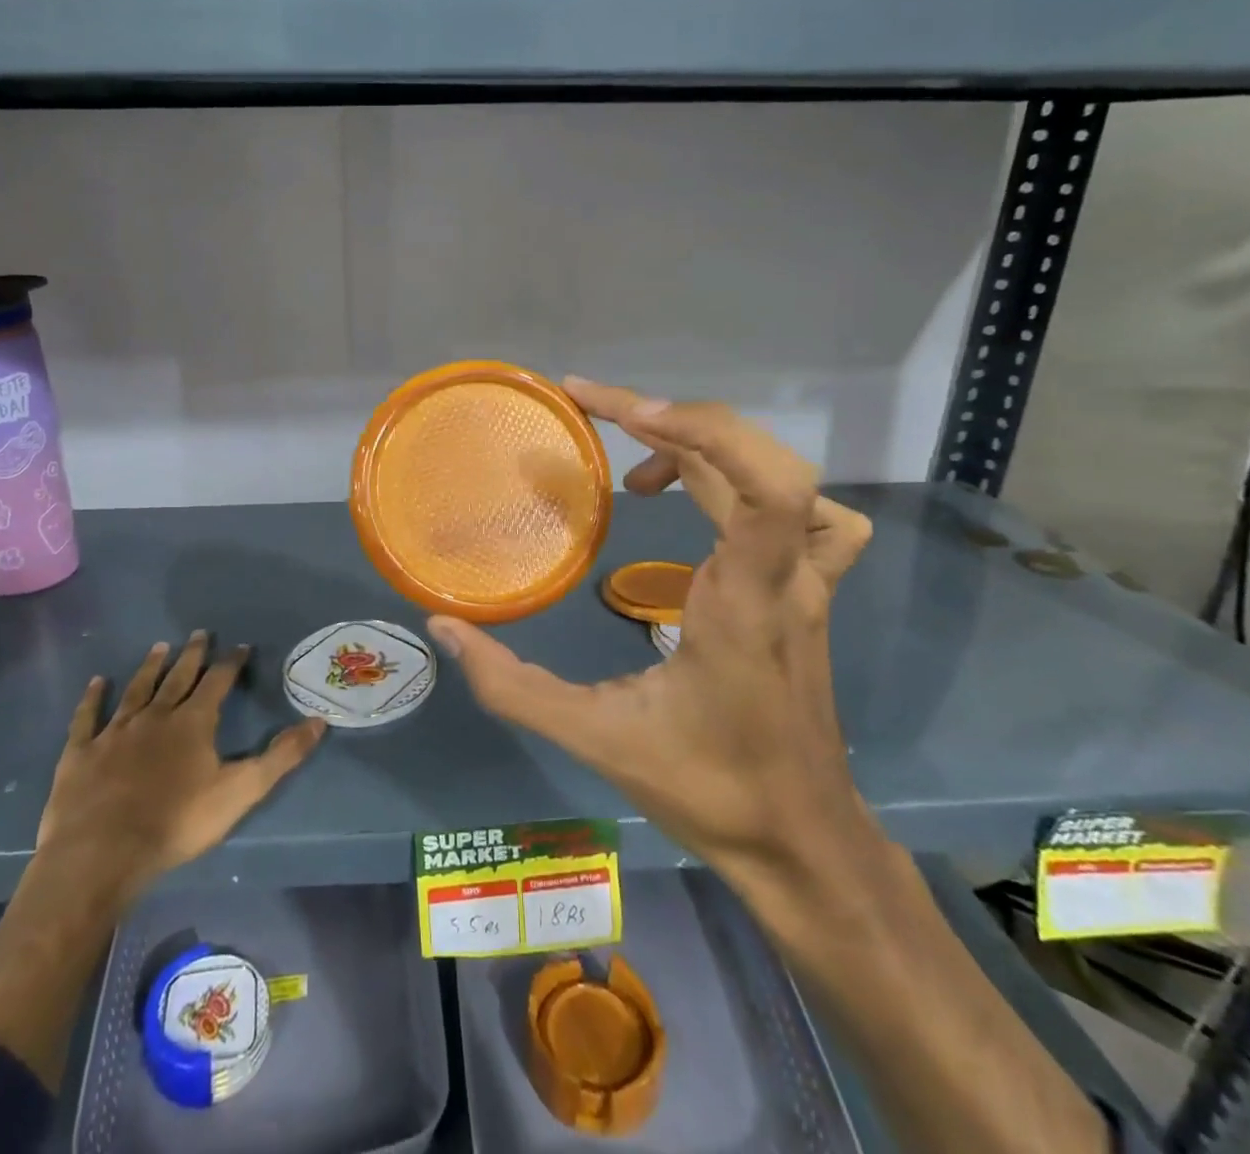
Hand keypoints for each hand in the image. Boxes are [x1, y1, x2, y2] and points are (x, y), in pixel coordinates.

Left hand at [35, 631, 326, 900]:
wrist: (101, 854)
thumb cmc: (177, 822)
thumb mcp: (241, 790)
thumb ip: (281, 756)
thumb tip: (319, 721)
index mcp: (193, 722)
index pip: (217, 681)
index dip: (231, 662)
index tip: (241, 646)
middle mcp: (155, 716)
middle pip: (177, 677)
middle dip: (191, 655)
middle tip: (199, 633)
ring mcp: (114, 732)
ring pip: (136, 690)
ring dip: (149, 667)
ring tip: (159, 646)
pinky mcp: (81, 753)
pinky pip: (87, 717)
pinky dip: (93, 698)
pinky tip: (96, 682)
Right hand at [428, 378, 874, 877]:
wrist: (802, 840)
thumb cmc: (709, 789)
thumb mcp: (596, 739)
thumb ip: (512, 686)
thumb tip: (444, 628)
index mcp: (745, 603)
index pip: (769, 490)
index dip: (703, 431)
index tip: (626, 414)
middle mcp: (785, 578)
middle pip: (760, 463)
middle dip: (673, 420)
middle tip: (594, 410)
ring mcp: (806, 584)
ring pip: (785, 479)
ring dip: (710, 449)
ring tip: (640, 472)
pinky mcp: (805, 593)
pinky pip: (804, 513)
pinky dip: (756, 484)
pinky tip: (708, 506)